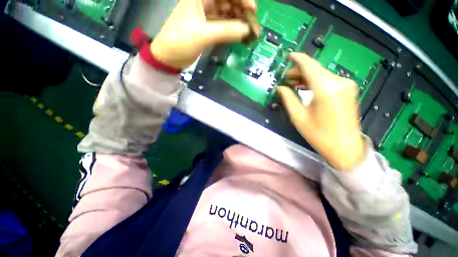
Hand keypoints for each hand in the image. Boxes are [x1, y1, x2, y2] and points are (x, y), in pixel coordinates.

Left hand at [150, 0, 256, 68]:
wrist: (169, 57)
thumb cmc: (180, 42)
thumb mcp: (203, 35)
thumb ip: (226, 31)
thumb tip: (247, 30)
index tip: (252, 10)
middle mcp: (204, 1)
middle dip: (241, 8)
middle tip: (251, 22)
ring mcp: (206, 14)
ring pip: (227, 11)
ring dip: (238, 19)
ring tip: (247, 30)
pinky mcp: (208, 27)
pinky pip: (224, 24)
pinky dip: (232, 28)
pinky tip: (239, 34)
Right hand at [277, 53, 365, 170]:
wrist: (344, 147)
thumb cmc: (318, 134)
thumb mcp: (298, 116)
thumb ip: (288, 98)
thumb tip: (280, 87)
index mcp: (326, 88)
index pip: (309, 66)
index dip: (298, 59)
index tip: (289, 56)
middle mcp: (339, 82)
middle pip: (315, 69)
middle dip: (299, 71)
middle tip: (286, 78)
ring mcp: (346, 85)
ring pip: (322, 74)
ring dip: (307, 77)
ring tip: (293, 83)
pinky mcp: (348, 90)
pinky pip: (328, 80)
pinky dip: (316, 82)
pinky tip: (306, 87)